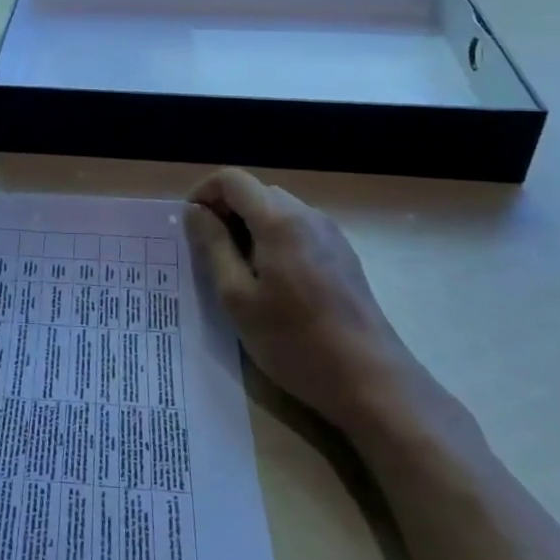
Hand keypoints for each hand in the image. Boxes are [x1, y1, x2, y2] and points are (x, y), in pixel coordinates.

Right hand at [184, 168, 453, 439]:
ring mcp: (330, 234)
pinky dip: (273, 238)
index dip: (203, 192)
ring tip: (238, 270)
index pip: (232, 179)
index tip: (190, 226)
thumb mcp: (237, 297)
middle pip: (256, 192)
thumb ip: (213, 246)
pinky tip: (272, 281)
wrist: (370, 380)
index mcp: (279, 220)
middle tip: (209, 252)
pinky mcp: (343, 254)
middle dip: (225, 211)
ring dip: (249, 225)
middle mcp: (307, 215)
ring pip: (277, 210)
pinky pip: (297, 229)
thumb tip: (196, 212)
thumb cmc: (294, 340)